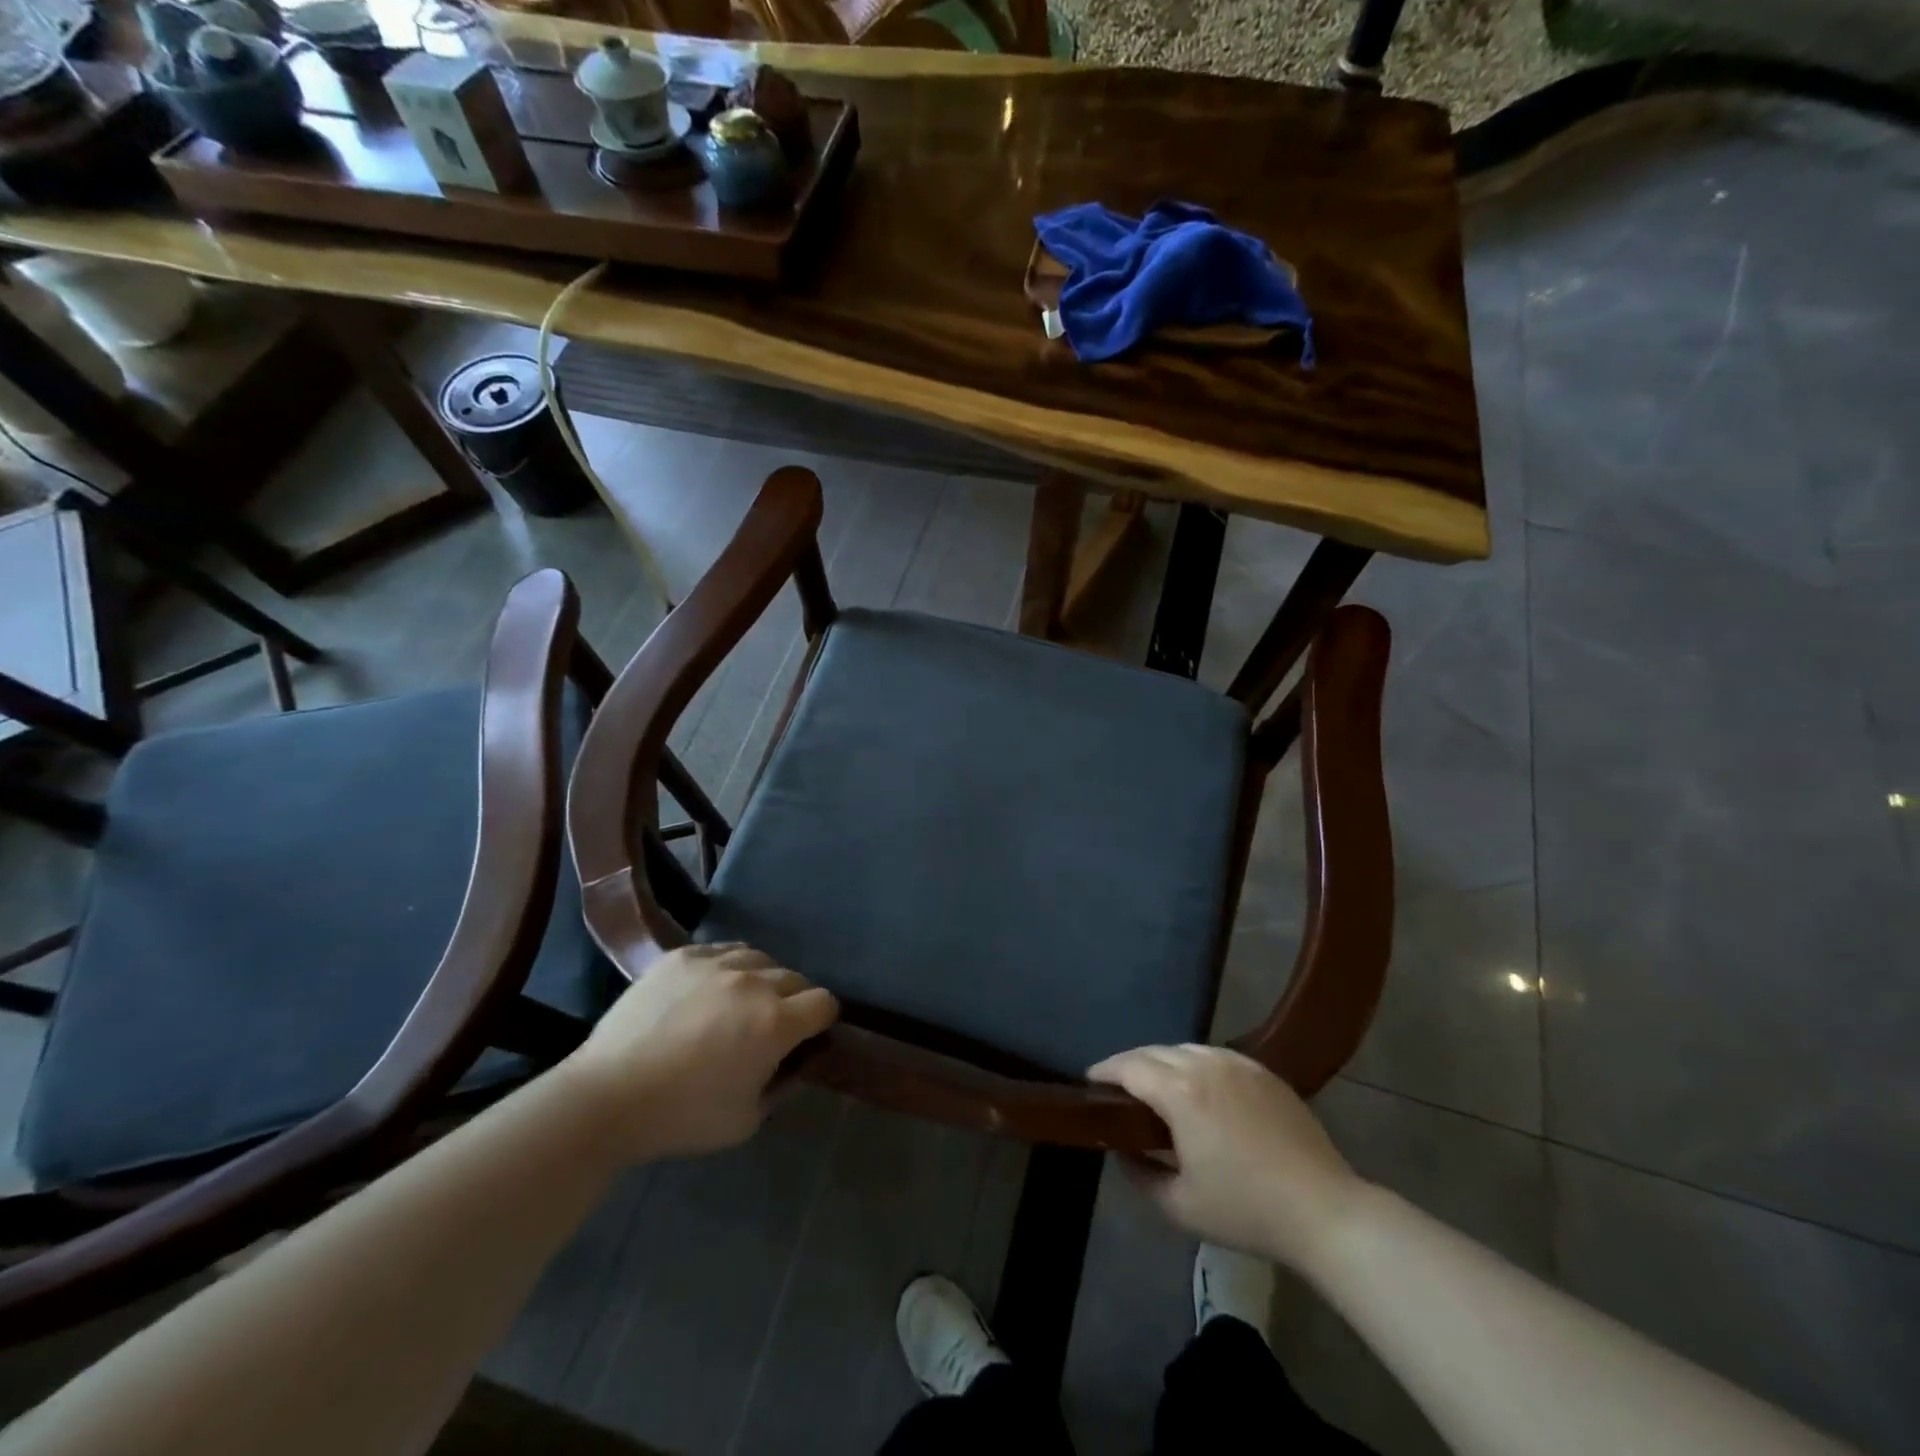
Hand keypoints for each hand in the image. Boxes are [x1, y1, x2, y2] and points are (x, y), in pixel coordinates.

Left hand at [566, 943, 837, 1162]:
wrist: (607, 1097)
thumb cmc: (683, 1117)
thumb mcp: (747, 1120)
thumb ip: (784, 1085)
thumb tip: (799, 1061)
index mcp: (776, 1022)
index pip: (825, 1003)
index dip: (821, 1021)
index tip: (806, 1038)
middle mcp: (754, 982)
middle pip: (796, 978)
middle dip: (793, 1001)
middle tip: (769, 1027)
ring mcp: (716, 963)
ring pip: (761, 958)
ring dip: (762, 980)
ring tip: (740, 1003)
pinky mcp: (683, 956)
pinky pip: (723, 950)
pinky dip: (728, 967)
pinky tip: (710, 989)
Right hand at [1088, 1044, 1362, 1271]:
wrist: (1324, 1210)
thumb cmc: (1246, 1210)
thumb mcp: (1179, 1206)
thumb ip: (1139, 1175)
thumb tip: (1121, 1151)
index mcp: (1180, 1092)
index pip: (1128, 1067)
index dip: (1103, 1071)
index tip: (1089, 1083)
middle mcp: (1204, 1064)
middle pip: (1153, 1051)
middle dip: (1129, 1064)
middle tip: (1117, 1089)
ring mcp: (1237, 1063)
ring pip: (1184, 1049)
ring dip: (1162, 1062)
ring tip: (1155, 1087)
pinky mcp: (1262, 1071)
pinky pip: (1214, 1055)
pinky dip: (1194, 1064)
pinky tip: (1198, 1089)